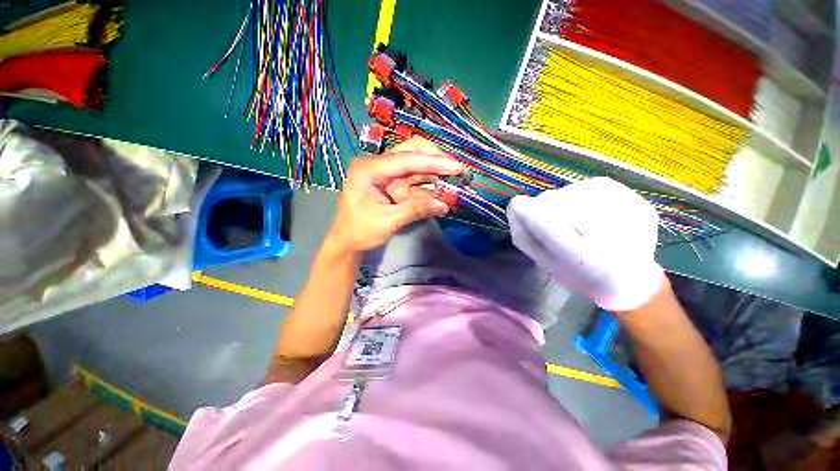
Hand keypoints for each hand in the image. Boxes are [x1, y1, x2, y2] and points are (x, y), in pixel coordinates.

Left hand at [326, 137, 463, 253]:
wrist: (347, 242)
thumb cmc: (360, 231)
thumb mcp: (388, 221)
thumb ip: (416, 210)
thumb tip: (445, 205)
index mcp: (369, 169)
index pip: (406, 160)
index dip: (433, 163)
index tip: (457, 167)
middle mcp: (377, 165)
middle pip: (410, 151)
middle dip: (434, 159)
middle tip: (456, 170)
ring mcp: (386, 174)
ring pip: (415, 163)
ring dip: (434, 171)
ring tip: (454, 179)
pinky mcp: (392, 184)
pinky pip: (414, 178)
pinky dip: (428, 183)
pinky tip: (442, 189)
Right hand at [506, 177, 664, 311]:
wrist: (628, 279)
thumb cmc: (578, 274)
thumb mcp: (544, 261)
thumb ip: (524, 235)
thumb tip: (515, 206)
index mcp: (584, 258)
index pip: (543, 220)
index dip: (525, 210)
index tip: (520, 209)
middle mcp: (609, 233)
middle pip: (554, 200)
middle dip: (545, 209)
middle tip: (555, 226)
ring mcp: (627, 213)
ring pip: (571, 191)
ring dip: (563, 203)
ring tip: (575, 221)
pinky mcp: (636, 200)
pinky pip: (592, 186)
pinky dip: (582, 196)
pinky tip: (589, 212)